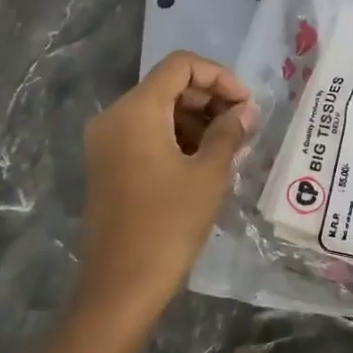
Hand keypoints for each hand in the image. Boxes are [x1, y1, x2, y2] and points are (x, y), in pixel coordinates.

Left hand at [77, 50, 257, 324]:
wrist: (119, 286)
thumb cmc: (168, 225)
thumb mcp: (208, 175)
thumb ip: (228, 133)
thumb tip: (245, 112)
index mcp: (136, 110)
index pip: (181, 65)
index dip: (220, 77)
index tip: (247, 105)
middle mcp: (115, 116)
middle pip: (168, 85)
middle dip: (210, 99)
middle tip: (244, 127)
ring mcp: (106, 141)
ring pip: (157, 109)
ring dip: (195, 119)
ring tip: (229, 147)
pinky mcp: (107, 164)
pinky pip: (145, 133)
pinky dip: (175, 137)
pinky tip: (203, 161)